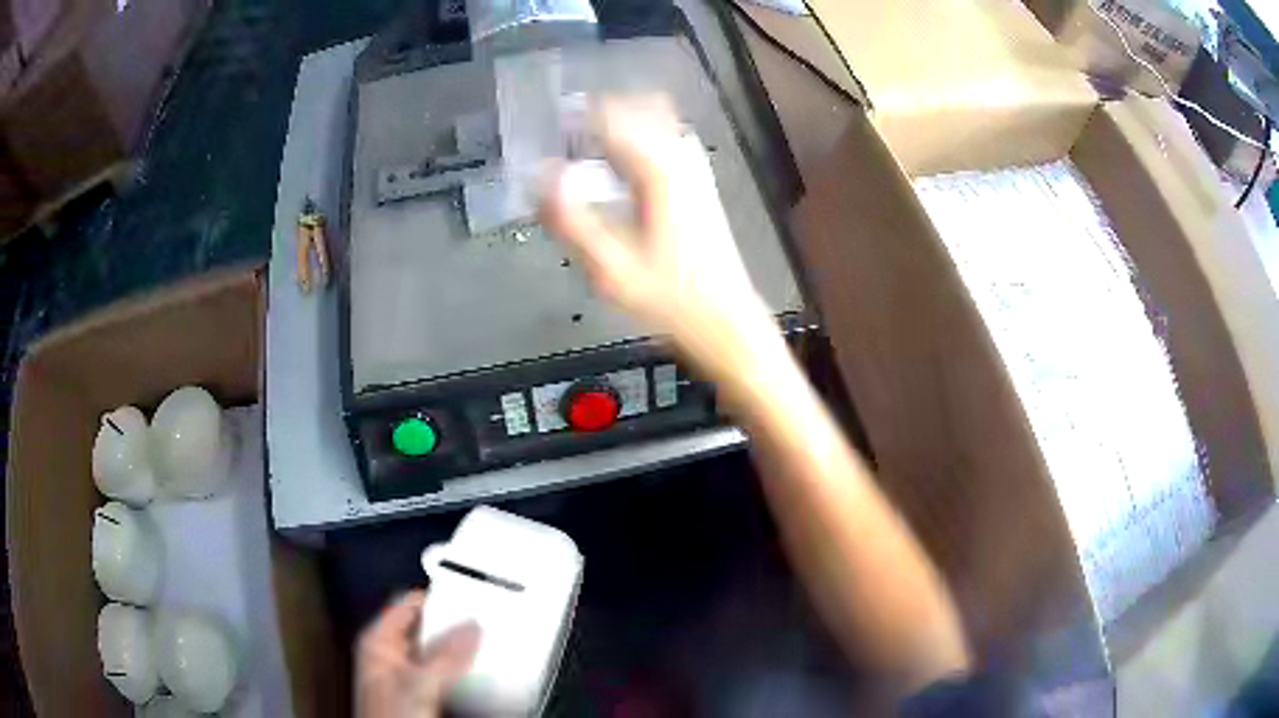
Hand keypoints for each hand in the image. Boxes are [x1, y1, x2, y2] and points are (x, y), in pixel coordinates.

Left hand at [356, 591, 479, 717]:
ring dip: (460, 651)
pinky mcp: (421, 693)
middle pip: (426, 629)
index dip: (437, 599)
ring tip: (486, 645)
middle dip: (453, 627)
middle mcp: (390, 654)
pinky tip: (478, 672)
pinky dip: (461, 670)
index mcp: (378, 642)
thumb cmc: (389, 717)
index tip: (468, 597)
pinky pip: (446, 672)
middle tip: (484, 622)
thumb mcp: (418, 686)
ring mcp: (406, 675)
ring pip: (438, 652)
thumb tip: (471, 628)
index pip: (409, 604)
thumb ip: (445, 657)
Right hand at [540, 97, 789, 403]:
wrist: (725, 320)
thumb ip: (570, 220)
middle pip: (640, 108)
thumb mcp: (610, 268)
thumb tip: (540, 179)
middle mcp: (681, 160)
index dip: (579, 114)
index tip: (551, 119)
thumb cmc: (669, 298)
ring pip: (659, 120)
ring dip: (623, 120)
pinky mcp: (701, 185)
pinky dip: (642, 136)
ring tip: (588, 138)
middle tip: (566, 127)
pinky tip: (623, 160)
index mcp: (658, 171)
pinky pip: (669, 140)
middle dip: (601, 111)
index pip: (614, 118)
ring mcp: (696, 171)